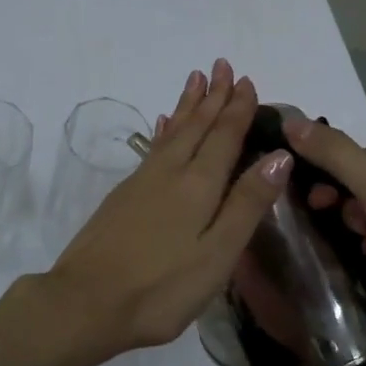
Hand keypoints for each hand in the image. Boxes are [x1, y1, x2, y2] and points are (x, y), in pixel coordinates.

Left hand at [38, 59, 292, 362]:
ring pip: (173, 132)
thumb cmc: (162, 287)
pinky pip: (153, 147)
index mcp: (198, 185)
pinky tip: (164, 124)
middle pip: (196, 126)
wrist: (87, 300)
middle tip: (222, 65)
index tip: (247, 81)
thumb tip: (279, 155)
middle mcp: (170, 172)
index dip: (237, 109)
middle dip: (213, 96)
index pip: (224, 136)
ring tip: (196, 80)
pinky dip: (164, 130)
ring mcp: (142, 181)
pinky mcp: (124, 195)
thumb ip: (247, 204)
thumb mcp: (217, 254)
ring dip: (188, 105)